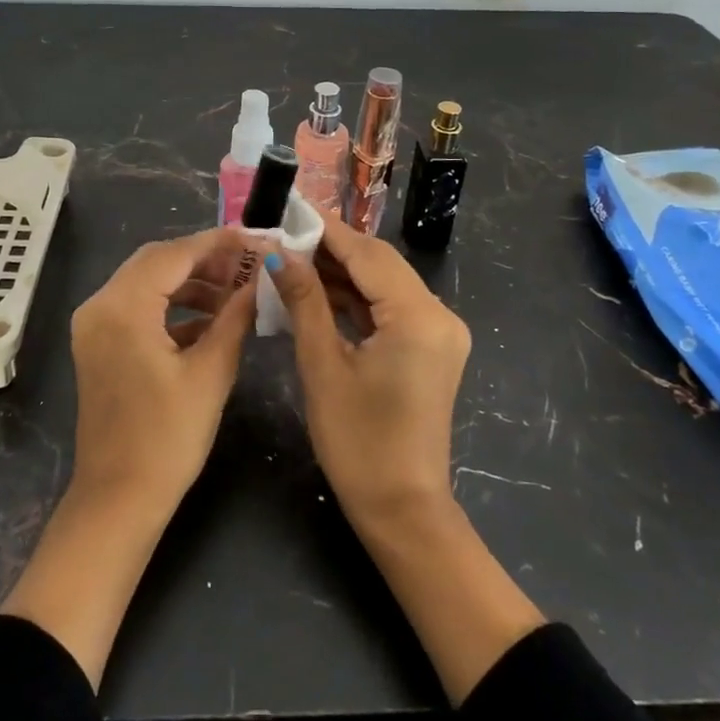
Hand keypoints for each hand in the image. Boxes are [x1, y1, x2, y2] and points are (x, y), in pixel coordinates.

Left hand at [66, 227, 257, 514]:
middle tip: (248, 265)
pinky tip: (210, 319)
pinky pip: (138, 306)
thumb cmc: (167, 439)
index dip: (218, 243)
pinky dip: (172, 305)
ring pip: (148, 281)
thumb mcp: (211, 373)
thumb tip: (260, 278)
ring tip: (235, 292)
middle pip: (157, 261)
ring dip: (190, 282)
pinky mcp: (99, 343)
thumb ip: (236, 316)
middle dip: (205, 259)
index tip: (256, 239)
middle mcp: (100, 305)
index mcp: (123, 307)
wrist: (119, 500)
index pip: (174, 254)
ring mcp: (95, 325)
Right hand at [271, 221, 541, 706]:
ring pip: (385, 283)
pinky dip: (358, 298)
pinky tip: (320, 291)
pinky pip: (391, 308)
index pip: (367, 254)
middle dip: (332, 248)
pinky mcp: (431, 348)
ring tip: (294, 259)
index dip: (327, 230)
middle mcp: (439, 314)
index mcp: (419, 316)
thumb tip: (280, 253)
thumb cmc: (358, 443)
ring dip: (343, 272)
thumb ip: (305, 301)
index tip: (290, 209)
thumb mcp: (323, 366)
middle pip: (380, 264)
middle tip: (285, 236)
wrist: (403, 511)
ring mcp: (440, 332)